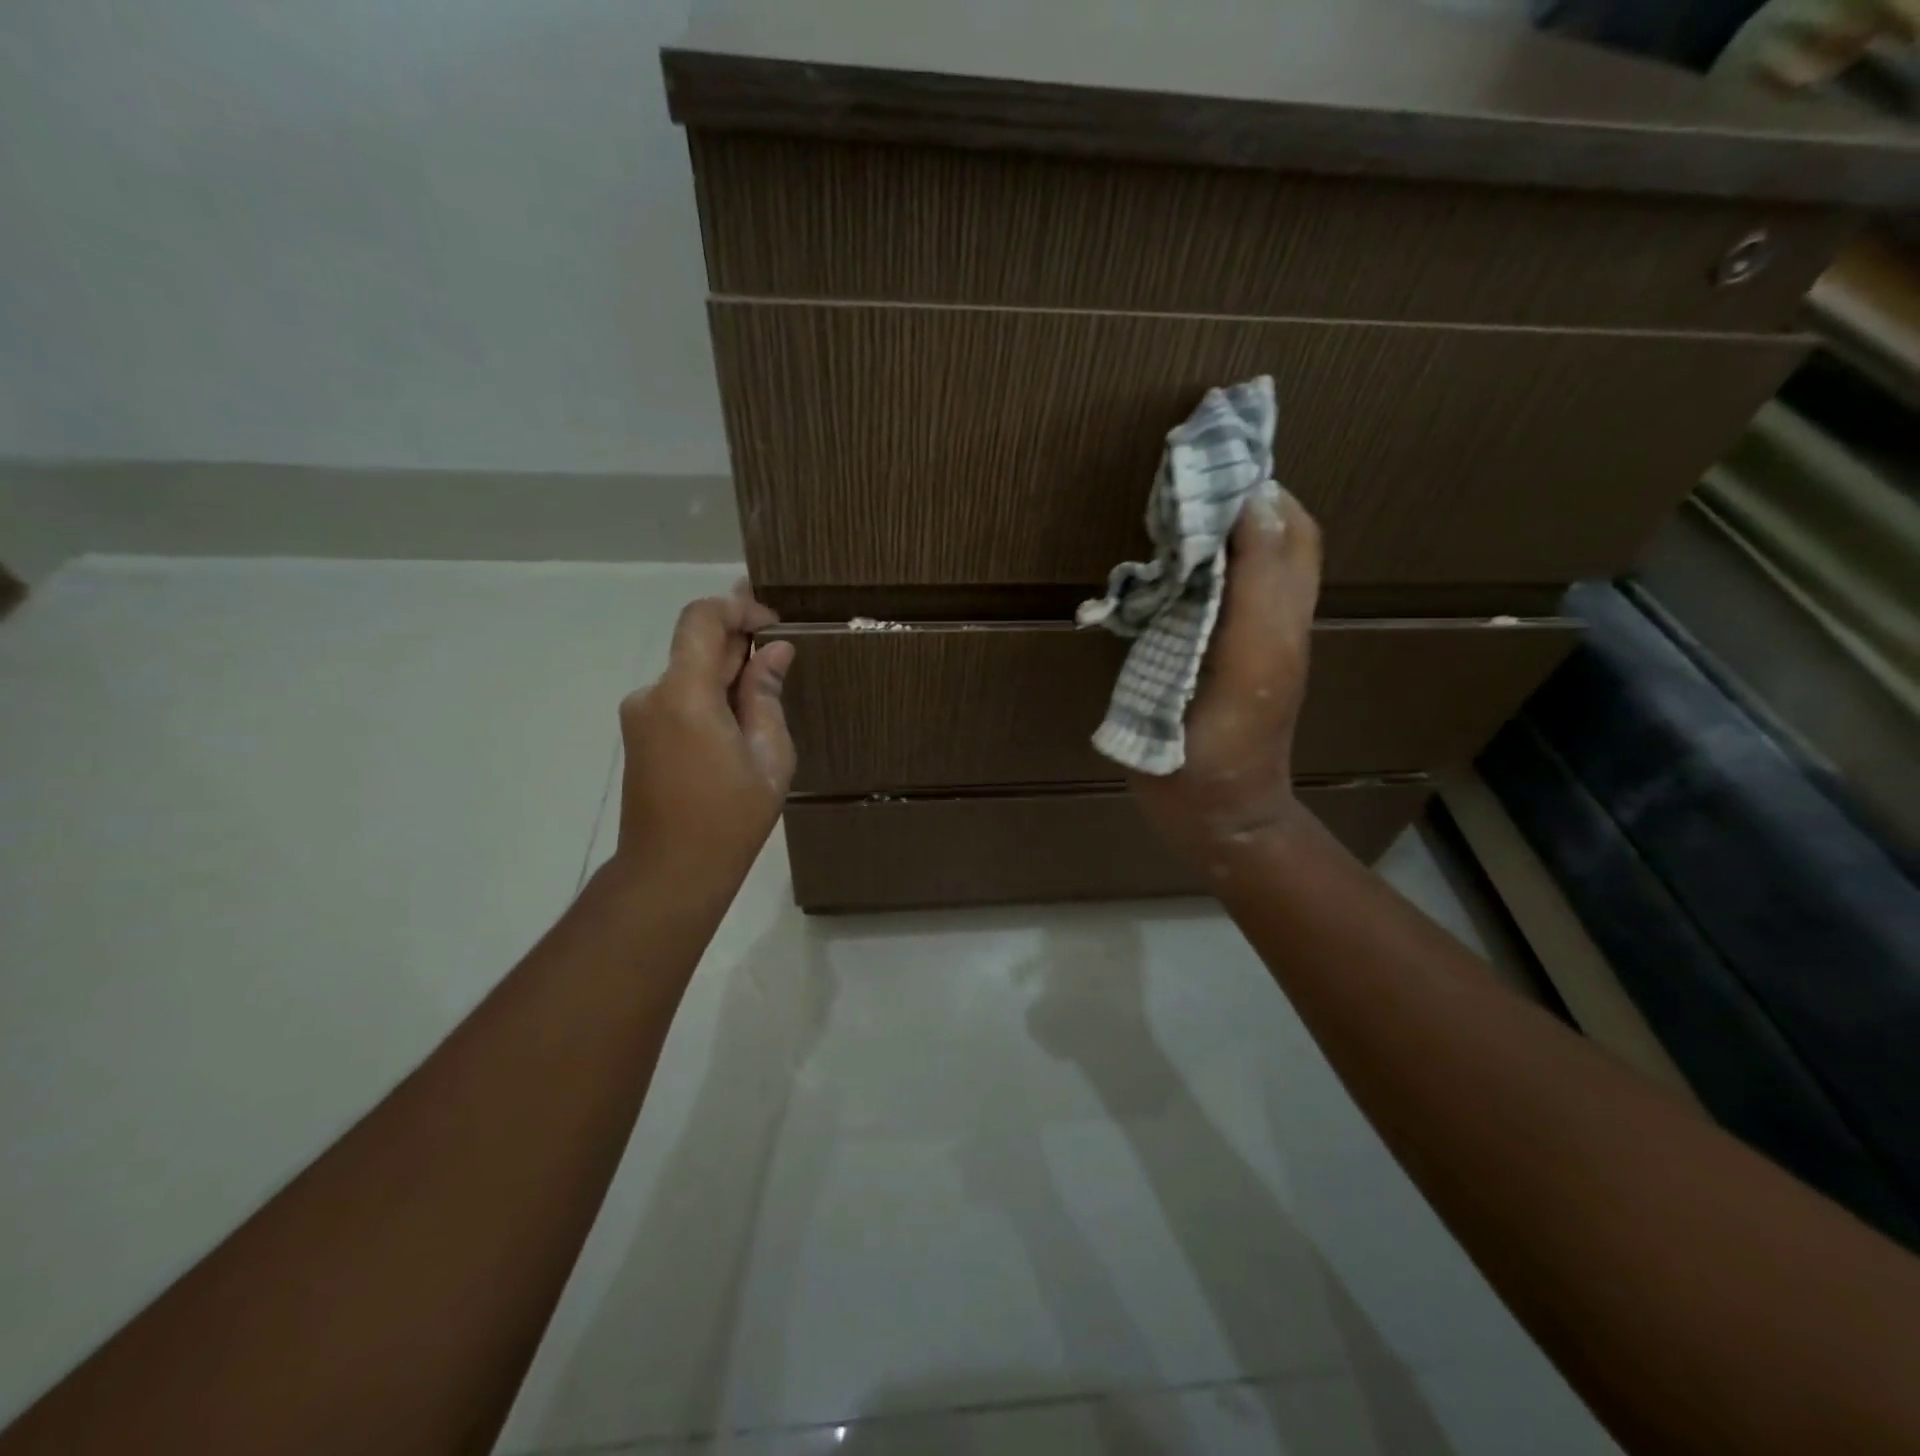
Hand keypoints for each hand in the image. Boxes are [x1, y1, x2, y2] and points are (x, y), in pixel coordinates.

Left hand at [613, 585, 796, 882]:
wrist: (670, 871)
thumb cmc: (730, 818)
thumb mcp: (768, 756)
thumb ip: (767, 695)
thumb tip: (776, 651)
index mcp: (685, 694)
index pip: (702, 618)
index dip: (739, 607)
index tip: (774, 625)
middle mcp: (652, 694)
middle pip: (695, 644)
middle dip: (739, 644)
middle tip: (782, 661)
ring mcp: (640, 715)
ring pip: (689, 672)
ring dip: (726, 674)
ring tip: (765, 705)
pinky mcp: (640, 734)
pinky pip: (679, 697)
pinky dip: (710, 697)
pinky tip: (738, 728)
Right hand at [1129, 490, 1322, 860]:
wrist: (1216, 818)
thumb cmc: (1211, 756)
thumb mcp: (1242, 670)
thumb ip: (1250, 590)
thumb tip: (1249, 508)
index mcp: (1278, 621)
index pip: (1284, 529)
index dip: (1253, 488)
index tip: (1204, 458)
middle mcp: (1274, 621)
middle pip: (1276, 537)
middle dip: (1241, 498)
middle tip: (1186, 480)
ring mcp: (1251, 641)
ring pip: (1252, 562)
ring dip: (1223, 528)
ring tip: (1177, 510)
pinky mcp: (1229, 658)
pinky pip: (1231, 593)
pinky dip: (1209, 563)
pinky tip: (1175, 564)